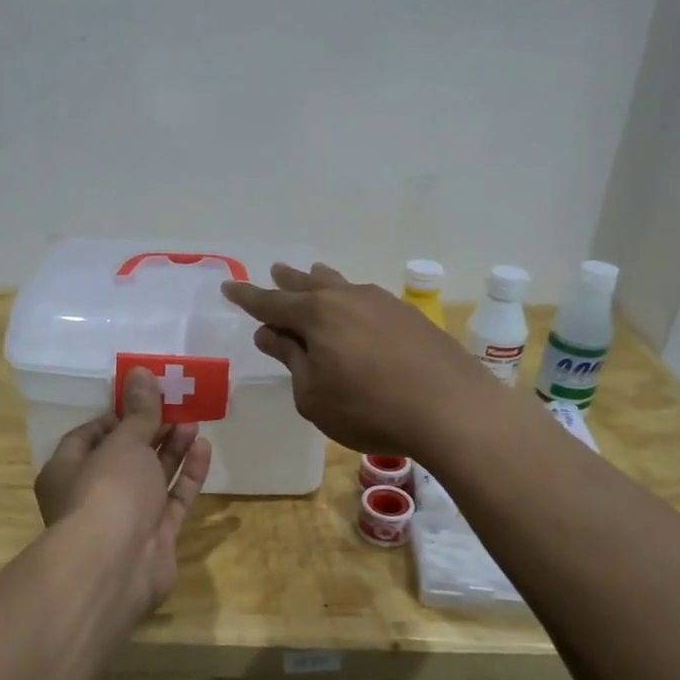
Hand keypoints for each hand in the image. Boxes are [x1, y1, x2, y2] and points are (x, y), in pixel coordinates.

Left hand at [33, 368, 212, 616]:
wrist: (115, 566)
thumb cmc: (107, 491)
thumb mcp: (124, 442)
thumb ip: (139, 411)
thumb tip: (141, 372)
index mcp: (67, 470)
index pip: (90, 435)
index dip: (118, 415)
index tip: (145, 397)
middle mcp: (93, 494)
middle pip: (125, 456)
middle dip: (152, 430)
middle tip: (178, 406)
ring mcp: (126, 518)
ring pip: (151, 477)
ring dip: (172, 449)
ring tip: (195, 421)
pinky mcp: (155, 537)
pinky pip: (173, 500)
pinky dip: (187, 476)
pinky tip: (204, 449)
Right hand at [222, 262, 498, 457]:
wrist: (450, 408)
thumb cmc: (368, 407)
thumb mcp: (313, 394)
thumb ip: (291, 359)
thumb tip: (271, 333)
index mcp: (316, 315)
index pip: (271, 303)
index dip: (248, 298)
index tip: (229, 287)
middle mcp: (347, 298)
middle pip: (308, 285)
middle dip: (287, 282)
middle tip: (274, 271)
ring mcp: (382, 303)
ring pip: (342, 286)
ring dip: (321, 281)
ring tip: (312, 272)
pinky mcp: (409, 317)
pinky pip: (367, 299)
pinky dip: (350, 298)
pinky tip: (356, 305)